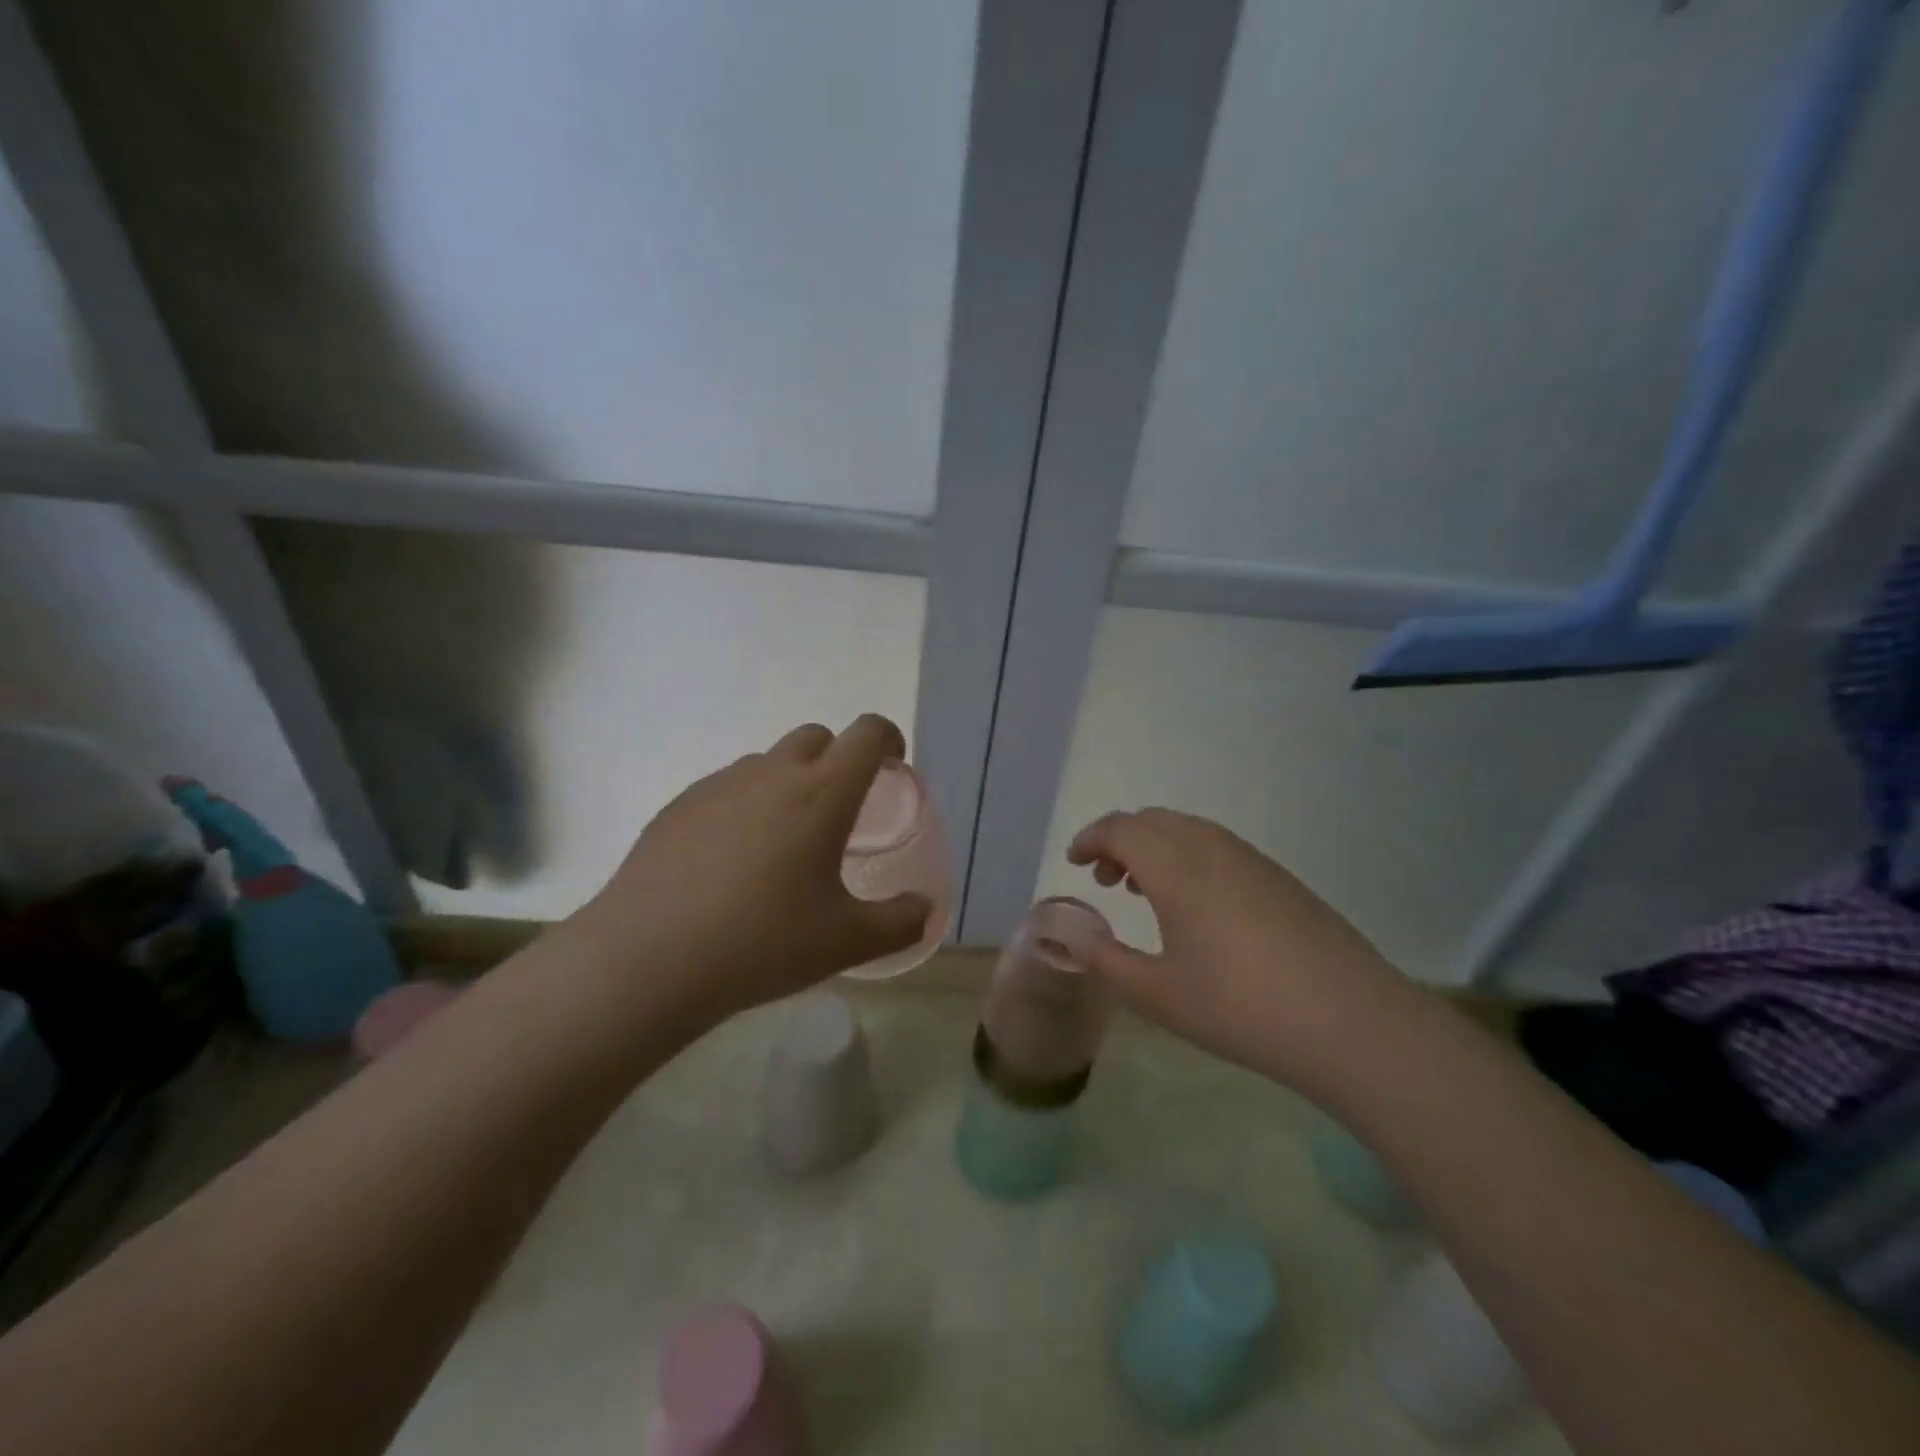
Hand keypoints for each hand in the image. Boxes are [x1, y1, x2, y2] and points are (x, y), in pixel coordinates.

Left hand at [572, 715, 931, 1028]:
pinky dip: (744, 806)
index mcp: (822, 794)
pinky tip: (730, 861)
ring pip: (766, 762)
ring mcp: (718, 786)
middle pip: (815, 736)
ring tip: (783, 842)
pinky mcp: (677, 806)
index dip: (888, 739)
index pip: (867, 735)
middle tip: (840, 811)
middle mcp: (771, 774)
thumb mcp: (846, 942)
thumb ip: (899, 922)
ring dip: (788, 782)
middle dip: (838, 758)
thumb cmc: (762, 942)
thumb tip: (925, 910)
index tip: (893, 766)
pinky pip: (725, 788)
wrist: (648, 958)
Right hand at [1067, 808, 1407, 1090]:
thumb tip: (1072, 936)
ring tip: (1145, 891)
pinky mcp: (1280, 878)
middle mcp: (1211, 848)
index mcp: (1175, 867)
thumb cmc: (1240, 1007)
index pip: (1121, 829)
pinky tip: (1197, 906)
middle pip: (1154, 821)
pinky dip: (1189, 857)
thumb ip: (1105, 960)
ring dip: (1155, 847)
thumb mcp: (1157, 995)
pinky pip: (1218, 847)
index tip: (1074, 863)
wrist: (1350, 1022)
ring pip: (1188, 830)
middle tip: (1106, 880)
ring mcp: (1251, 859)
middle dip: (1120, 841)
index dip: (1090, 839)